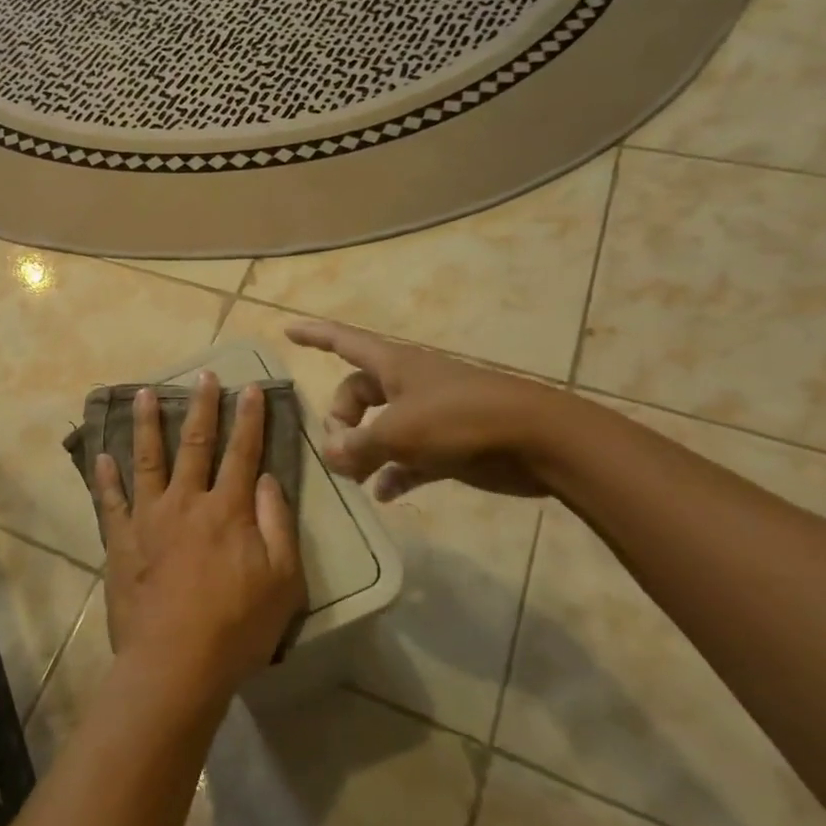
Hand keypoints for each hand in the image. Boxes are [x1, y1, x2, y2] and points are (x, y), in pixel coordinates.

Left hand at [94, 374, 305, 704]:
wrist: (175, 663)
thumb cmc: (237, 627)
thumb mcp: (282, 581)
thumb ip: (277, 525)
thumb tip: (267, 480)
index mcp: (227, 510)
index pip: (242, 453)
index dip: (249, 419)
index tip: (250, 388)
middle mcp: (186, 502)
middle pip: (195, 444)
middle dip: (203, 407)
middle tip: (205, 375)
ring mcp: (148, 518)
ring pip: (147, 460)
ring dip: (148, 424)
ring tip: (145, 394)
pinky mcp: (121, 540)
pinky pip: (111, 502)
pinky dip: (106, 477)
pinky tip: (102, 456)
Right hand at [285, 320, 560, 499]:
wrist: (539, 440)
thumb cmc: (461, 420)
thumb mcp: (398, 432)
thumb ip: (357, 445)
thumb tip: (331, 456)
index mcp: (393, 365)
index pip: (342, 341)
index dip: (314, 335)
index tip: (287, 330)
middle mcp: (407, 385)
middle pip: (356, 395)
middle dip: (340, 420)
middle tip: (339, 452)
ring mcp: (429, 415)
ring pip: (380, 428)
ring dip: (363, 450)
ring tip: (353, 478)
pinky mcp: (448, 445)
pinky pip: (407, 458)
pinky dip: (393, 473)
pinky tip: (384, 495)